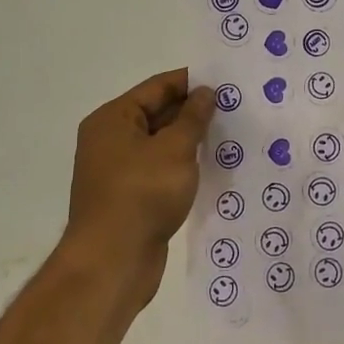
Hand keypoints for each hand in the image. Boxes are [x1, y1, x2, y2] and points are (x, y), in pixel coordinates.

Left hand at [64, 69, 215, 296]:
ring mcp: (117, 170)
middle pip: (157, 113)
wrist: (112, 262)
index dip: (191, 81)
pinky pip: (159, 169)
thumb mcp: (176, 149)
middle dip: (193, 111)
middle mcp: (110, 139)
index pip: (157, 87)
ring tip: (228, 134)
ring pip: (160, 143)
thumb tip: (205, 92)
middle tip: (234, 108)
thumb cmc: (142, 194)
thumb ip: (193, 117)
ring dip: (190, 139)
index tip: (225, 82)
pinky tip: (210, 167)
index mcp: (113, 119)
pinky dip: (181, 165)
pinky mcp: (128, 197)